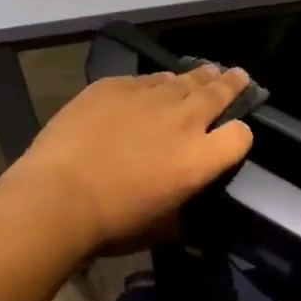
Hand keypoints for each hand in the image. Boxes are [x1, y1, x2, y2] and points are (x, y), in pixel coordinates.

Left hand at [0, 66, 254, 255]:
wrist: (58, 195)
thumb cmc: (112, 223)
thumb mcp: (160, 228)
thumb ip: (181, 215)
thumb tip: (185, 217)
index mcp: (199, 159)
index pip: (240, 136)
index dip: (241, 134)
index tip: (235, 134)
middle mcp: (182, 120)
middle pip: (218, 93)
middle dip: (231, 85)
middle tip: (240, 76)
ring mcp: (148, 97)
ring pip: (183, 79)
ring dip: (198, 77)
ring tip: (207, 72)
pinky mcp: (115, 85)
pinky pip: (145, 79)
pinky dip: (156, 82)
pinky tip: (154, 83)